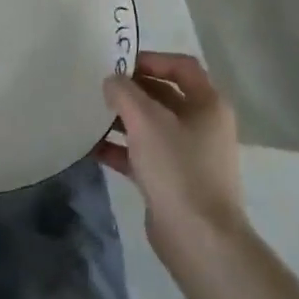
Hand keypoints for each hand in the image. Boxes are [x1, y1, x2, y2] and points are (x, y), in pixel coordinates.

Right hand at [95, 51, 245, 261]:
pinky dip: (121, 149)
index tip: (120, 64)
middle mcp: (203, 125)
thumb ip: (124, 92)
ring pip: (152, 126)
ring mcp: (189, 155)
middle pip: (164, 95)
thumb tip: (112, 81)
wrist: (199, 240)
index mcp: (207, 104)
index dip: (151, 59)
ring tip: (91, 115)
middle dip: (132, 90)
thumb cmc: (178, 168)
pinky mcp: (174, 180)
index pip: (181, 66)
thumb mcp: (145, 120)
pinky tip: (92, 148)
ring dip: (123, 120)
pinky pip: (144, 154)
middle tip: (100, 88)